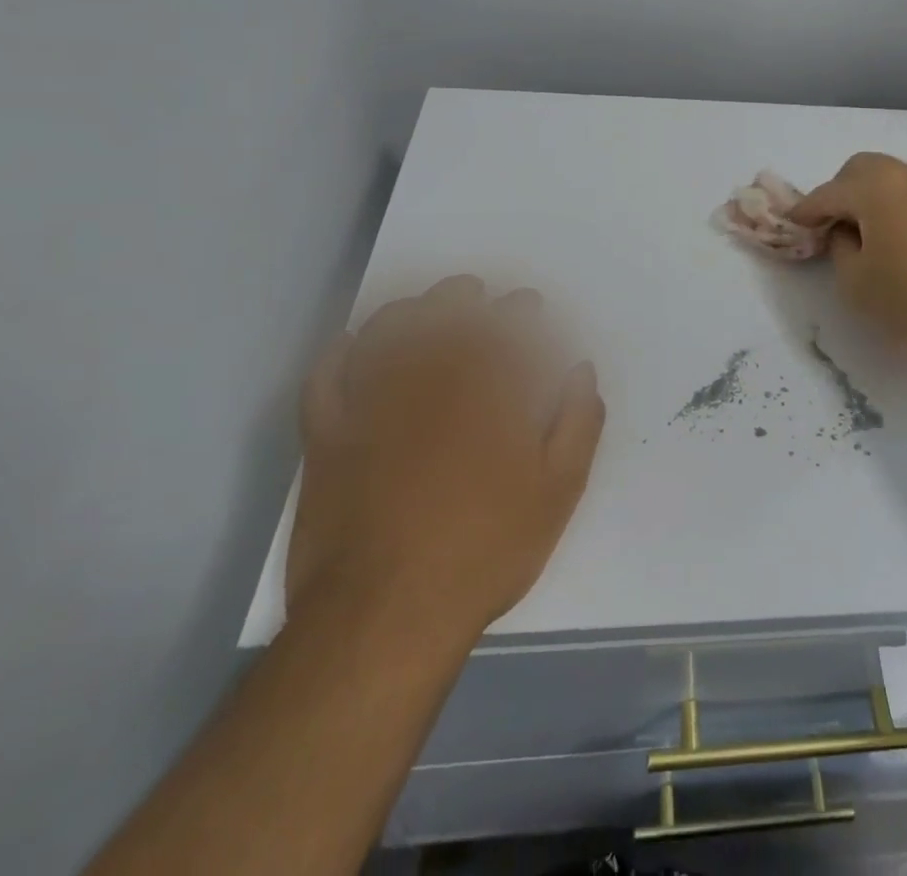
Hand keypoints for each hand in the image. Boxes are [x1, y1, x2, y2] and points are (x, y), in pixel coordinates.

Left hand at [287, 277, 604, 651]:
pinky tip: (353, 345)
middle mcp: (429, 380)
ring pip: (387, 332)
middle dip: (463, 295)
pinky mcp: (327, 436)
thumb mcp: (557, 492)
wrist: (385, 615)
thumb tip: (580, 371)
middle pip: (444, 315)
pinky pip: (326, 377)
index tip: (528, 305)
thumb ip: (577, 423)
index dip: (520, 309)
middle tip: (474, 292)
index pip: (507, 327)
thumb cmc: (484, 549)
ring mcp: (371, 405)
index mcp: (487, 390)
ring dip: (407, 310)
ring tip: (422, 307)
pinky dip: (339, 353)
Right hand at [792, 153, 906, 370]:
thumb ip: (840, 248)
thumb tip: (847, 234)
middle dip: (840, 192)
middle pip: (862, 169)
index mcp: (875, 187)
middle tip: (831, 226)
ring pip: (893, 178)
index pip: (828, 193)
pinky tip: (901, 240)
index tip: (792, 224)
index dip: (806, 211)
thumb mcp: (855, 281)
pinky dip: (899, 206)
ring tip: (867, 234)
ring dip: (872, 197)